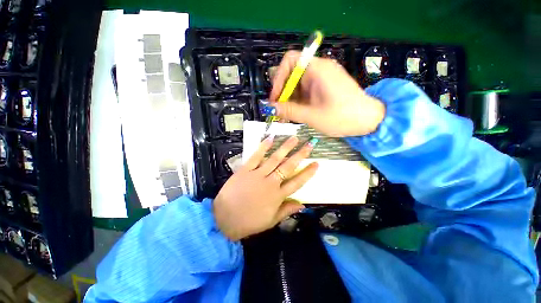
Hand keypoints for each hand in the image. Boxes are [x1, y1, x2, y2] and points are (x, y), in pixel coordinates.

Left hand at [213, 136, 318, 240]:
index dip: (308, 173)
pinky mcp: (245, 170)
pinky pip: (256, 157)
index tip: (316, 164)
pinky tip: (270, 138)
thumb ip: (287, 211)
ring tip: (294, 138)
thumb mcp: (270, 221)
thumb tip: (303, 205)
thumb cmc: (248, 222)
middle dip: (300, 155)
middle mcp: (270, 183)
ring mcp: (258, 175)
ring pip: (275, 159)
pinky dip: (263, 147)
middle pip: (288, 166)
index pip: (297, 182)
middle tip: (309, 144)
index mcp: (278, 196)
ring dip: (285, 147)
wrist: (224, 219)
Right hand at [270, 50, 385, 136]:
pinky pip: (306, 91)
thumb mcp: (312, 116)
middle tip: (279, 111)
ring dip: (290, 100)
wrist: (368, 121)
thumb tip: (270, 107)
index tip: (275, 98)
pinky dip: (298, 102)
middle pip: (292, 75)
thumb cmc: (342, 117)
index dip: (279, 78)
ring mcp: (322, 79)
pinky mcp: (324, 87)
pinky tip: (296, 114)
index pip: (290, 61)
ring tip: (286, 117)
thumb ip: (289, 110)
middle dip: (283, 93)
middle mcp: (319, 70)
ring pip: (298, 85)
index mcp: (318, 69)